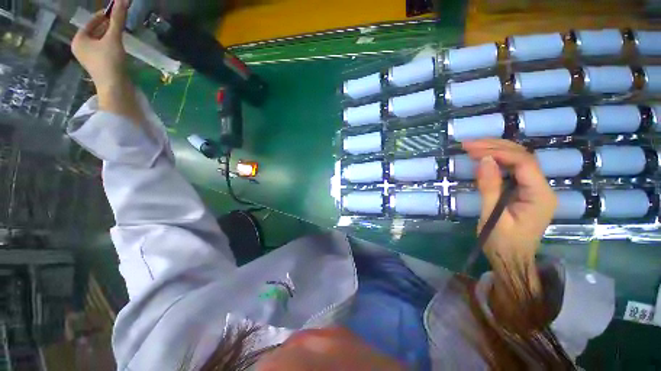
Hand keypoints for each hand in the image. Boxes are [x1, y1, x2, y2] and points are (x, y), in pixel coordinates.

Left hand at [72, 0, 145, 126]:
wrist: (115, 88)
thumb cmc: (110, 62)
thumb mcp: (114, 37)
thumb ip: (117, 19)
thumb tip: (122, 0)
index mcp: (79, 39)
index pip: (92, 21)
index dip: (105, 15)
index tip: (117, 11)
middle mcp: (81, 47)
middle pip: (96, 30)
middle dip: (109, 26)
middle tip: (122, 22)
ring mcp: (89, 57)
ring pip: (101, 40)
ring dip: (111, 36)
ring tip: (122, 34)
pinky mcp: (99, 65)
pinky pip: (104, 49)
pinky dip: (112, 45)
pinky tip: (120, 46)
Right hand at [462, 139, 556, 268]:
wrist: (511, 260)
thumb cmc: (502, 243)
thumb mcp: (493, 217)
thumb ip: (490, 188)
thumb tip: (483, 160)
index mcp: (540, 195)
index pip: (523, 162)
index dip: (497, 152)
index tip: (471, 150)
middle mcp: (542, 187)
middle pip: (523, 156)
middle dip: (495, 147)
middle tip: (468, 144)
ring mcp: (535, 188)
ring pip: (519, 159)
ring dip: (496, 150)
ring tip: (472, 147)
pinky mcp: (525, 191)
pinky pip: (514, 169)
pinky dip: (497, 160)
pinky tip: (483, 158)